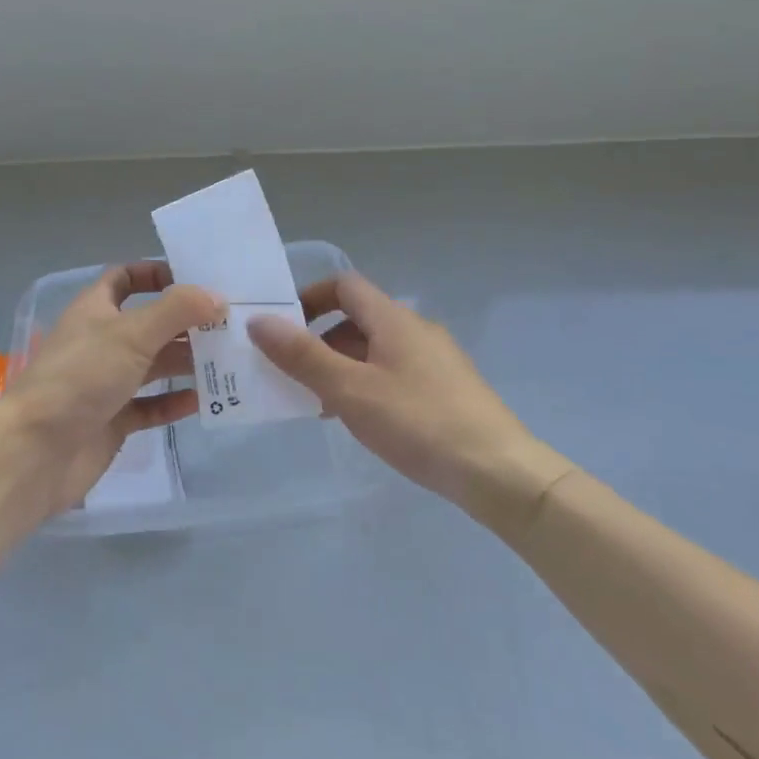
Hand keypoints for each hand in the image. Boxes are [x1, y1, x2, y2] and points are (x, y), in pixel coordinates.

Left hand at [0, 260, 221, 518]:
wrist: (36, 452)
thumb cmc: (82, 377)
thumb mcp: (132, 333)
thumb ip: (177, 310)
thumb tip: (217, 297)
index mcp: (96, 310)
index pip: (125, 278)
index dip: (156, 274)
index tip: (194, 281)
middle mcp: (101, 341)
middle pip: (149, 323)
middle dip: (185, 323)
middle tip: (228, 325)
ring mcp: (106, 383)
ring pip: (153, 365)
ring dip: (186, 361)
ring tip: (227, 360)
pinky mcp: (113, 420)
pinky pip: (151, 405)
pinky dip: (174, 402)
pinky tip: (203, 400)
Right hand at [247, 272, 571, 527]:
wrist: (499, 472)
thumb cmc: (418, 422)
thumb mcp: (350, 390)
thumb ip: (302, 355)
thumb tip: (259, 321)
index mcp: (393, 318)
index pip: (344, 286)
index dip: (310, 297)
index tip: (282, 327)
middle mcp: (416, 329)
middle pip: (358, 318)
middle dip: (319, 340)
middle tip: (291, 373)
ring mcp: (436, 359)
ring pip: (376, 349)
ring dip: (342, 366)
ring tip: (319, 403)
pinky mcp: (447, 389)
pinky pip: (395, 372)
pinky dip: (368, 384)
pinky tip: (362, 420)